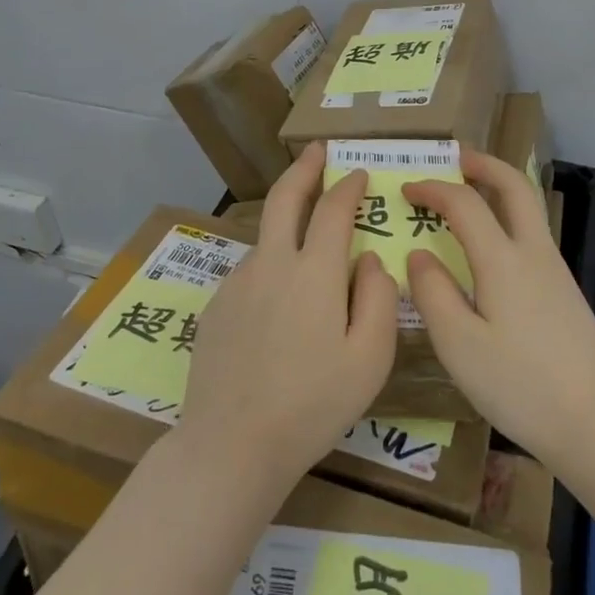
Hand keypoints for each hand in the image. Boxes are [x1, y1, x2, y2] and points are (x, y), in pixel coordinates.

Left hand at [179, 144, 400, 489]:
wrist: (232, 444)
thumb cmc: (313, 404)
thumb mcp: (370, 358)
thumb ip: (378, 298)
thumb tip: (369, 259)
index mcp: (313, 272)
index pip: (334, 209)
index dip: (348, 186)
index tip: (359, 173)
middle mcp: (272, 263)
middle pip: (286, 198)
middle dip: (304, 168)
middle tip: (317, 150)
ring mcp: (238, 283)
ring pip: (267, 237)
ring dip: (286, 222)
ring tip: (304, 234)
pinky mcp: (216, 306)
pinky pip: (251, 272)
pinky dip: (270, 265)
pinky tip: (277, 300)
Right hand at [405, 151, 594, 472]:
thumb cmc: (522, 386)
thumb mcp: (460, 345)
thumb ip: (433, 293)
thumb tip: (419, 254)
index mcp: (503, 260)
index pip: (464, 203)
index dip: (433, 188)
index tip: (405, 189)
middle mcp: (534, 253)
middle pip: (514, 186)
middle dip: (484, 165)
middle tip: (455, 158)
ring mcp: (556, 272)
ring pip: (528, 209)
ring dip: (499, 190)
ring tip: (469, 195)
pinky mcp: (566, 294)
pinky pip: (532, 236)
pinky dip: (508, 220)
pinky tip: (492, 250)